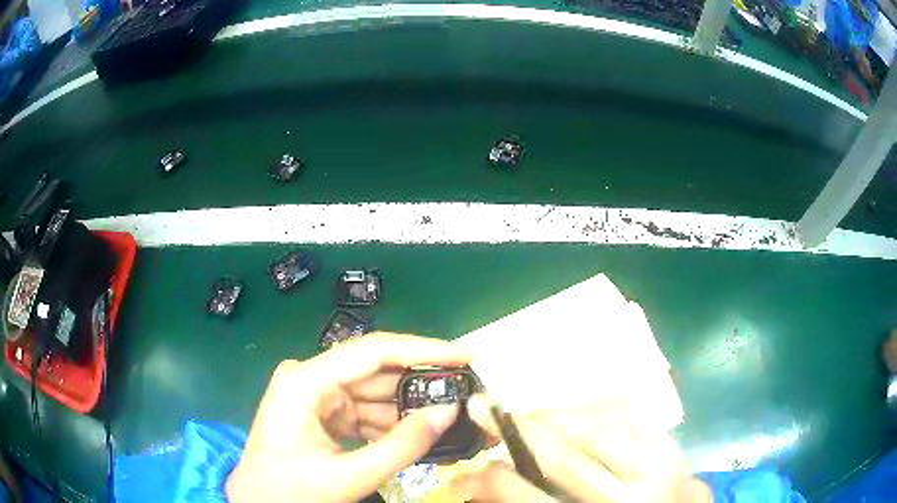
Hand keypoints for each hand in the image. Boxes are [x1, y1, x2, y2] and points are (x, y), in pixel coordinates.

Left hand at [226, 332, 472, 502]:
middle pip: (376, 371)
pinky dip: (391, 425)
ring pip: (374, 394)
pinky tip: (418, 434)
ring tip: (451, 415)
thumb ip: (402, 446)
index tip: (465, 354)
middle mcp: (310, 379)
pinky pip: (365, 412)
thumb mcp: (347, 476)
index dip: (423, 350)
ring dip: (409, 408)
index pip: (373, 352)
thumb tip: (449, 412)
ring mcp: (316, 396)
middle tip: (466, 388)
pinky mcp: (322, 414)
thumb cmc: (289, 490)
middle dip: (421, 383)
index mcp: (306, 382)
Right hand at [451, 395, 711, 502]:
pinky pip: (625, 415)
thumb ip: (526, 502)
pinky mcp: (670, 443)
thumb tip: (476, 484)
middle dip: (518, 429)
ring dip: (554, 415)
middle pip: (563, 457)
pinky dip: (594, 409)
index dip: (495, 480)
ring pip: (594, 428)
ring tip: (527, 412)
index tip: (467, 466)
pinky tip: (573, 411)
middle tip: (485, 407)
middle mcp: (631, 497)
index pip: (533, 500)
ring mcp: (657, 466)